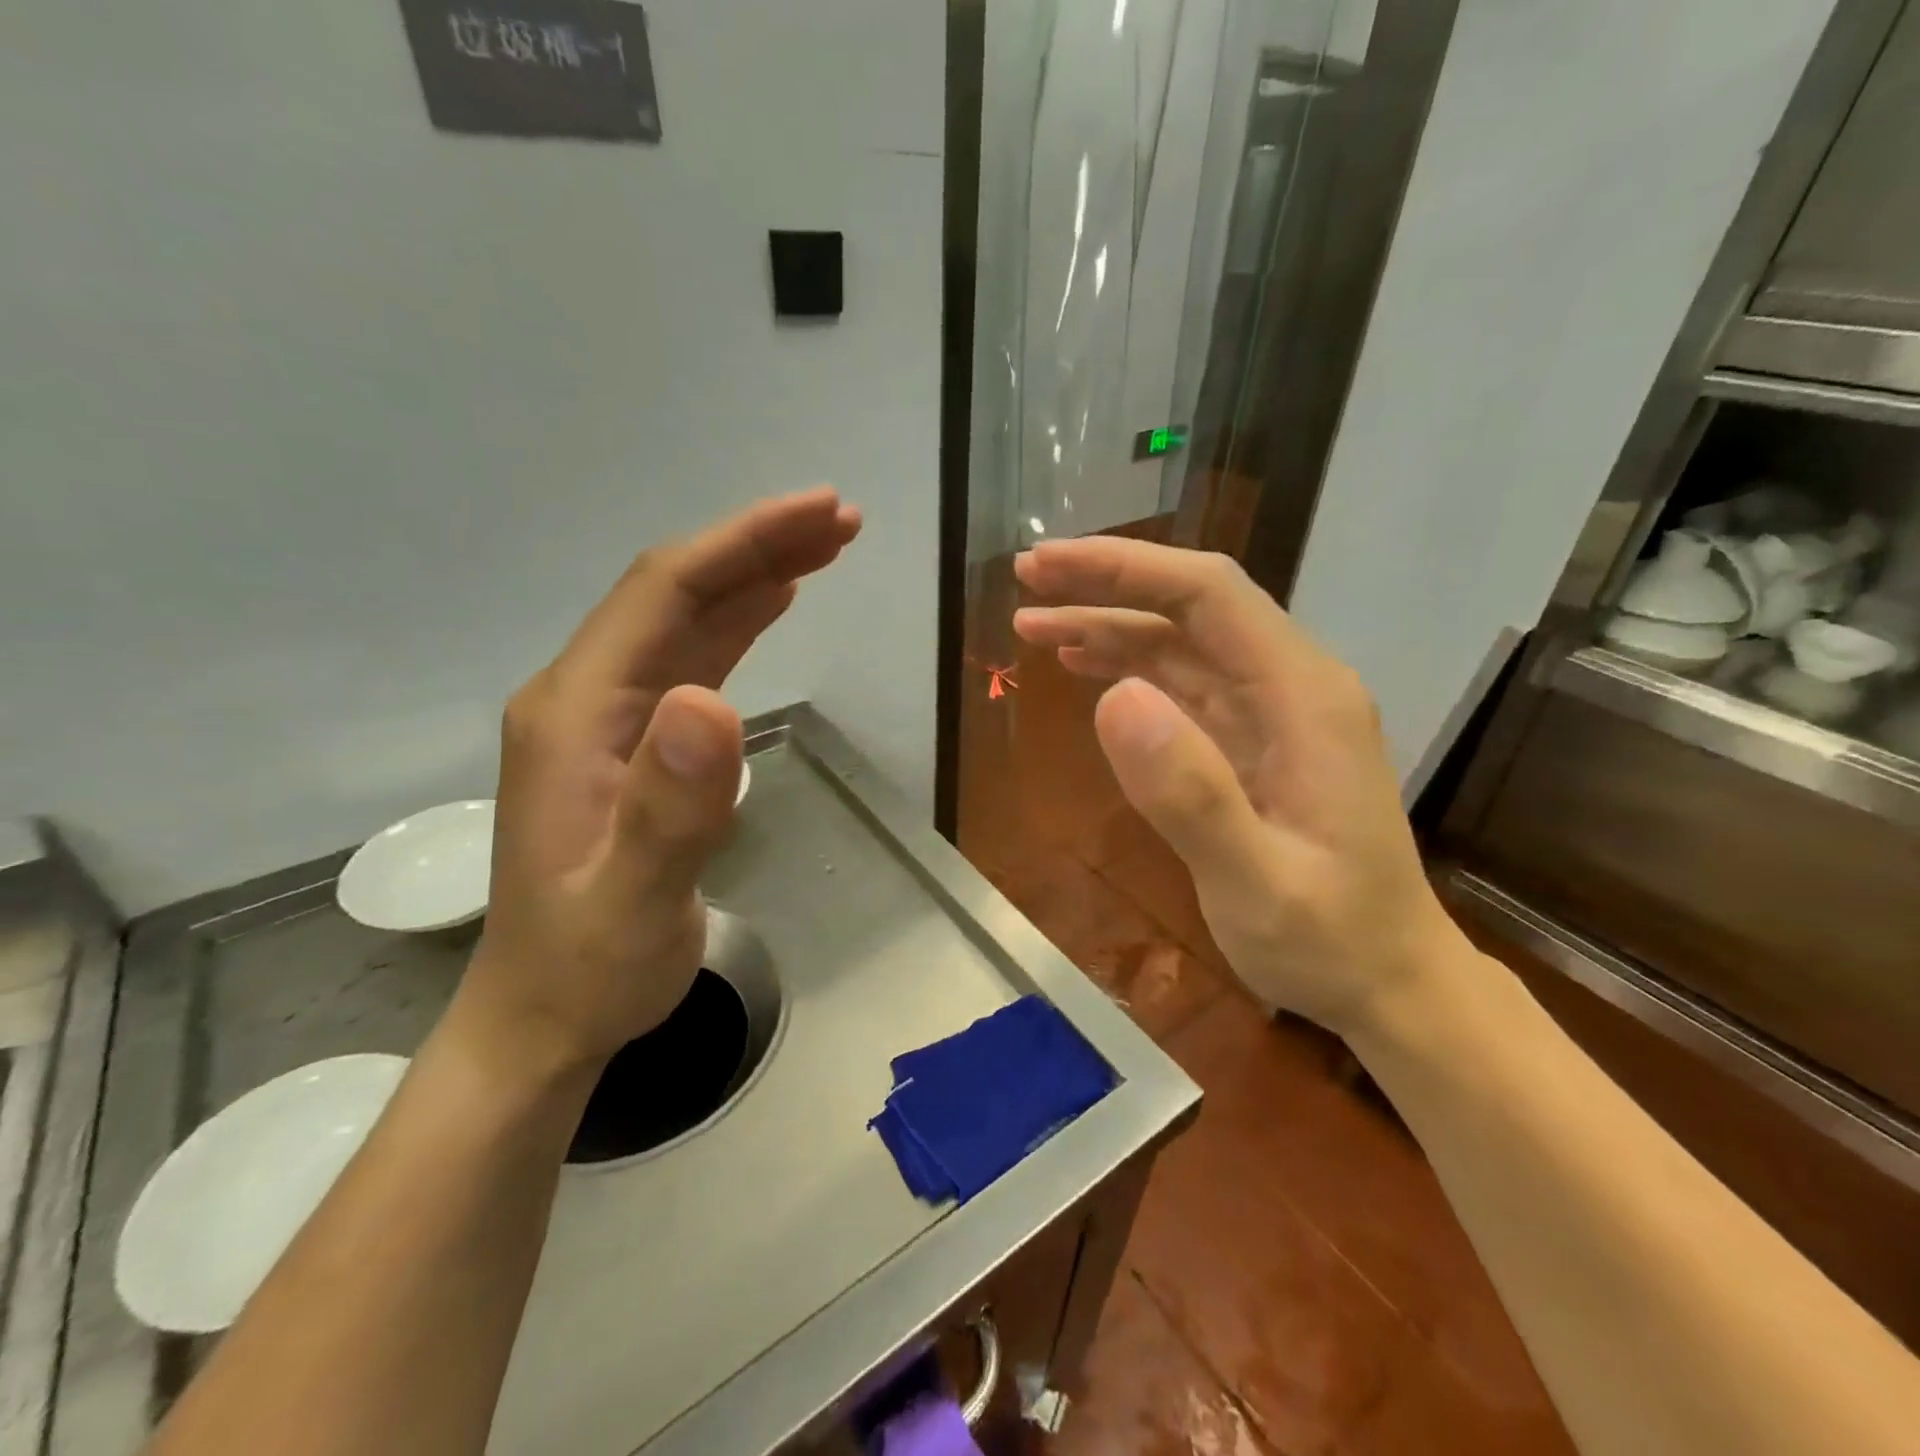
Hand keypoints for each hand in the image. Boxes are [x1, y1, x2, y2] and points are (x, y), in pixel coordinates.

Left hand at [458, 488, 861, 1077]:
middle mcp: (584, 696)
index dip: (744, 544)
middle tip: (841, 521)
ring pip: (686, 618)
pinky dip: (738, 620)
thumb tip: (713, 702)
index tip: (822, 514)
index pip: (664, 594)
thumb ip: (670, 807)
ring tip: (825, 546)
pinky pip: (689, 657)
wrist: (544, 1015)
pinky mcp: (632, 741)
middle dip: (758, 545)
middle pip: (676, 591)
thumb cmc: (588, 965)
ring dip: (754, 575)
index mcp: (576, 711)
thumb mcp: (633, 900)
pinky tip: (773, 603)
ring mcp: (606, 717)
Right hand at [1013, 538, 1456, 1037]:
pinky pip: (1185, 685)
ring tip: (1034, 626)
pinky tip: (1087, 670)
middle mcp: (1292, 686)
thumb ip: (1191, 794)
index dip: (1123, 570)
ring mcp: (1273, 714)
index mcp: (1304, 697)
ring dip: (1109, 625)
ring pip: (1182, 643)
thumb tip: (1113, 699)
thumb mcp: (1257, 883)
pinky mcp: (1253, 742)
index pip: (1208, 594)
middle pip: (1192, 606)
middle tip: (1026, 579)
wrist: (1388, 981)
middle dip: (1107, 585)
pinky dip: (1130, 668)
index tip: (1047, 568)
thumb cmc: (1330, 941)